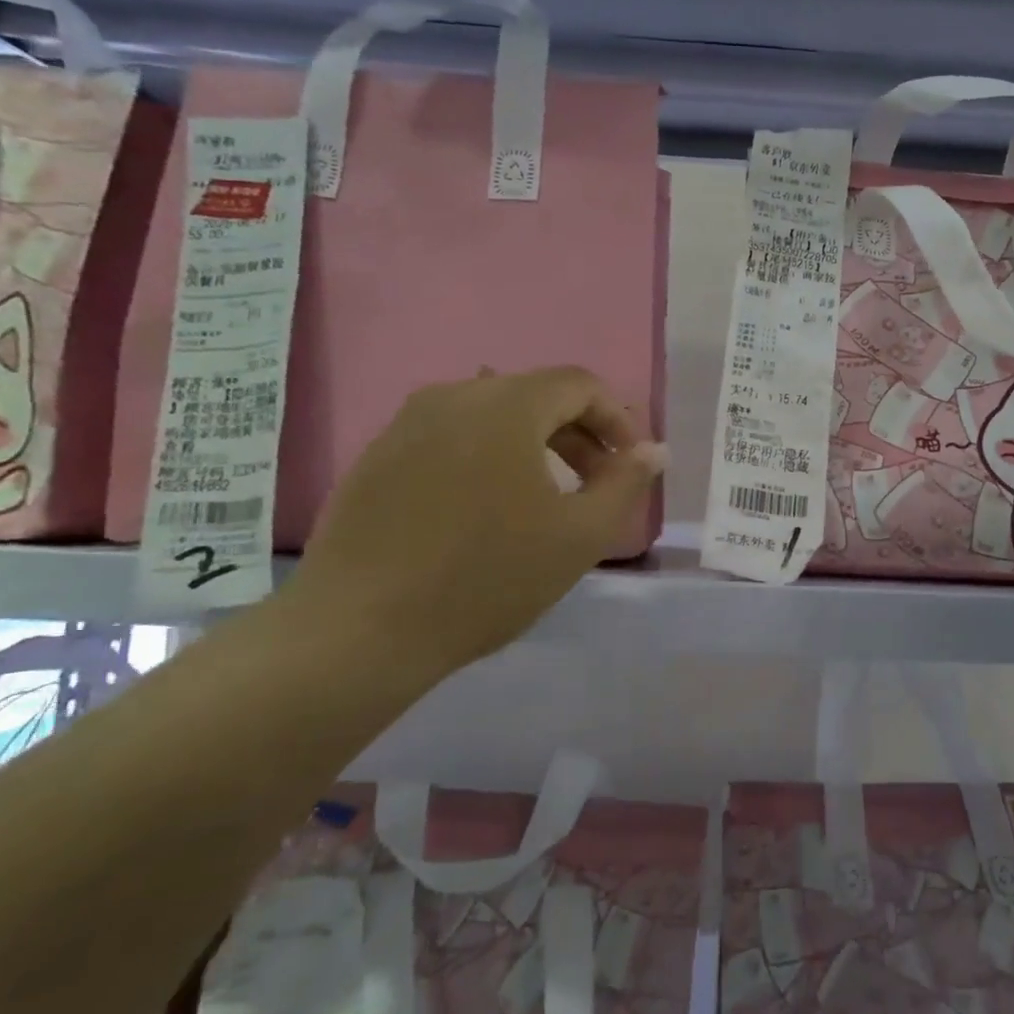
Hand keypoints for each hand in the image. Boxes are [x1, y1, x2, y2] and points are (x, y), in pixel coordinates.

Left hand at [278, 367, 664, 678]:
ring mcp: (406, 424)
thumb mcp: (578, 536)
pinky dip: (486, 458)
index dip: (616, 419)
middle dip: (578, 434)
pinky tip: (483, 511)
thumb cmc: (486, 577)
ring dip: (532, 446)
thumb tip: (654, 451)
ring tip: (545, 499)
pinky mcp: (377, 456)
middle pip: (535, 395)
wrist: (359, 629)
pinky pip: (450, 438)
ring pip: (490, 416)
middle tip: (596, 485)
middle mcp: (454, 396)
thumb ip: (624, 485)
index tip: (629, 465)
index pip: (579, 384)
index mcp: (506, 405)